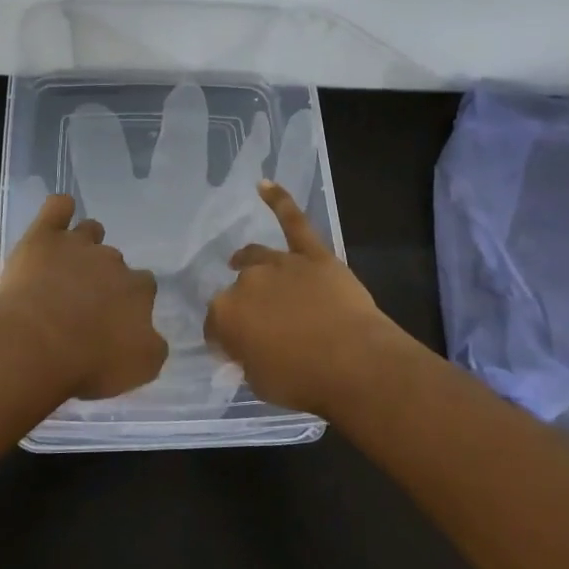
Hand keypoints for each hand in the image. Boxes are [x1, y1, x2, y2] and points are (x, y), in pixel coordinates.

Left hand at [0, 194, 167, 399]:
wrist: (36, 346)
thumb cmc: (88, 363)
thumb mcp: (139, 369)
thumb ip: (152, 348)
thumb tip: (151, 336)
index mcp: (138, 291)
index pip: (144, 288)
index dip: (129, 303)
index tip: (113, 321)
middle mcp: (113, 262)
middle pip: (115, 262)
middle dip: (104, 278)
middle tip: (83, 305)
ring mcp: (77, 245)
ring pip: (90, 231)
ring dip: (85, 243)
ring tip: (68, 265)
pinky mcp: (43, 237)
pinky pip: (57, 207)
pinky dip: (60, 209)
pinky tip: (58, 216)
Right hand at [203, 181, 402, 413]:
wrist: (354, 363)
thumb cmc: (302, 381)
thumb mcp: (259, 383)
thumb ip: (245, 360)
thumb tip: (243, 351)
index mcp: (226, 314)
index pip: (215, 325)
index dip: (224, 339)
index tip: (235, 353)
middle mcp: (247, 281)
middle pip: (238, 290)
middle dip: (244, 306)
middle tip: (260, 327)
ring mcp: (281, 263)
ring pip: (257, 257)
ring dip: (247, 260)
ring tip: (239, 261)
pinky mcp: (312, 254)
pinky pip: (293, 221)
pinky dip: (279, 201)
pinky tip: (265, 185)